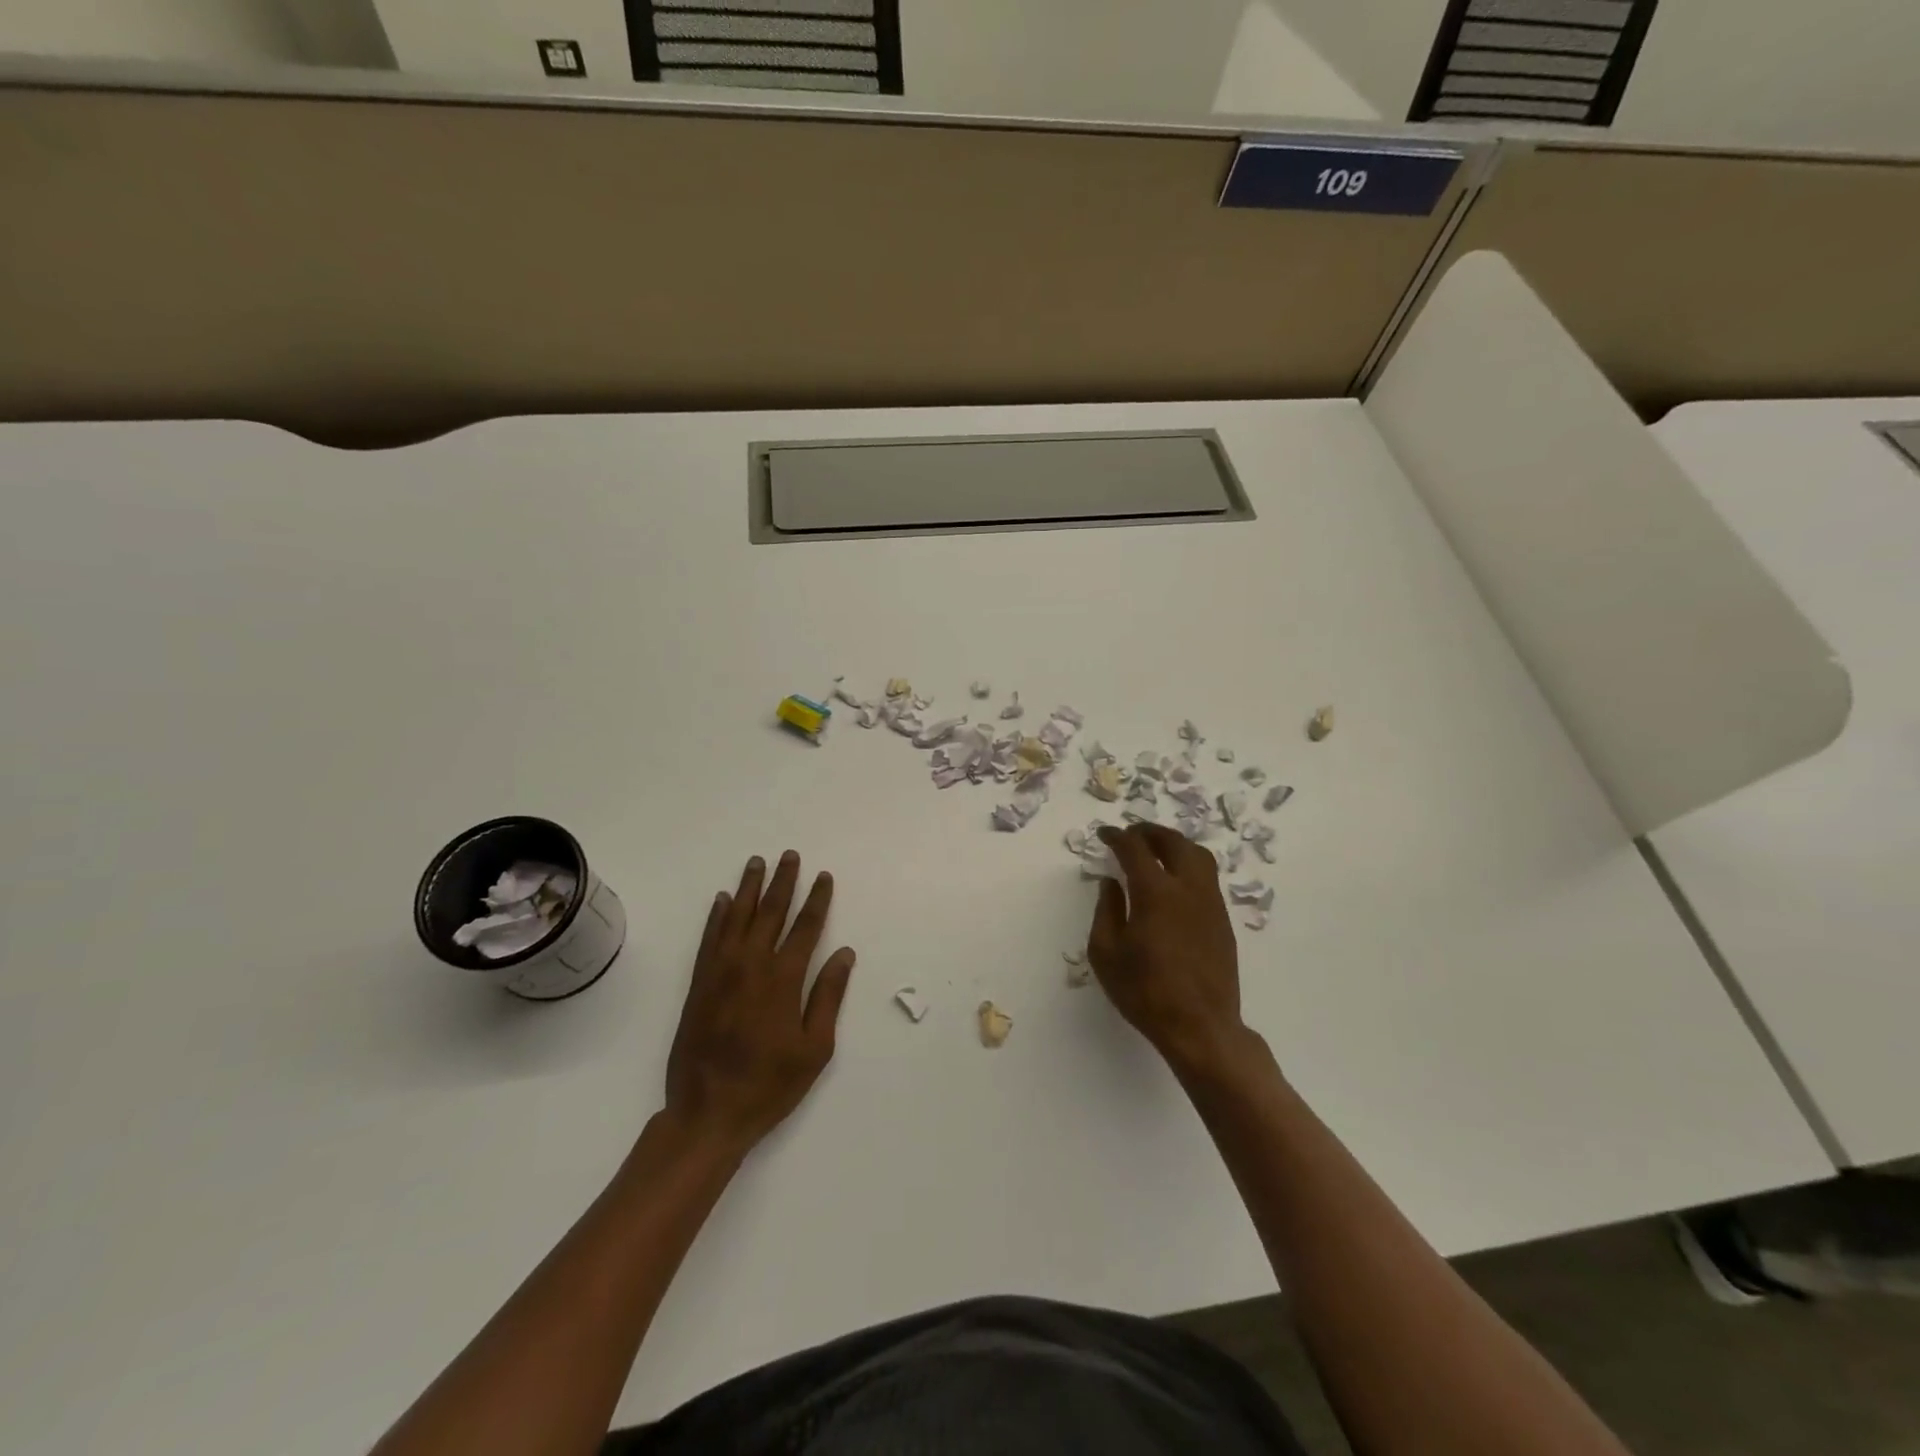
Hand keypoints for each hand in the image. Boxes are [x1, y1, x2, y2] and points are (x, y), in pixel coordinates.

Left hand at [663, 851, 855, 1154]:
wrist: (707, 1113)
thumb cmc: (769, 1084)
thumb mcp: (815, 1048)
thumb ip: (828, 996)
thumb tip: (844, 954)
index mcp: (783, 979)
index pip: (805, 928)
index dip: (817, 900)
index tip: (823, 877)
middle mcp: (751, 965)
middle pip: (770, 912)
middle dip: (783, 882)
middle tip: (789, 855)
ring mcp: (720, 972)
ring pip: (736, 918)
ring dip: (748, 888)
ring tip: (756, 863)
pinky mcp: (699, 984)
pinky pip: (709, 938)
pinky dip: (716, 916)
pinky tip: (721, 900)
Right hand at [1088, 824, 1249, 1075]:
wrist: (1200, 1027)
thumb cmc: (1145, 992)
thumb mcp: (1106, 954)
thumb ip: (1106, 910)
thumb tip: (1110, 883)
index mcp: (1155, 893)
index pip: (1135, 849)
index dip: (1117, 836)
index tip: (1104, 834)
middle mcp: (1187, 888)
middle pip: (1173, 842)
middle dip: (1150, 832)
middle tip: (1132, 834)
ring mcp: (1211, 903)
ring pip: (1198, 855)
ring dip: (1175, 844)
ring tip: (1156, 850)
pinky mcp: (1223, 920)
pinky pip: (1207, 877)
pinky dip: (1188, 865)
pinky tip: (1174, 881)